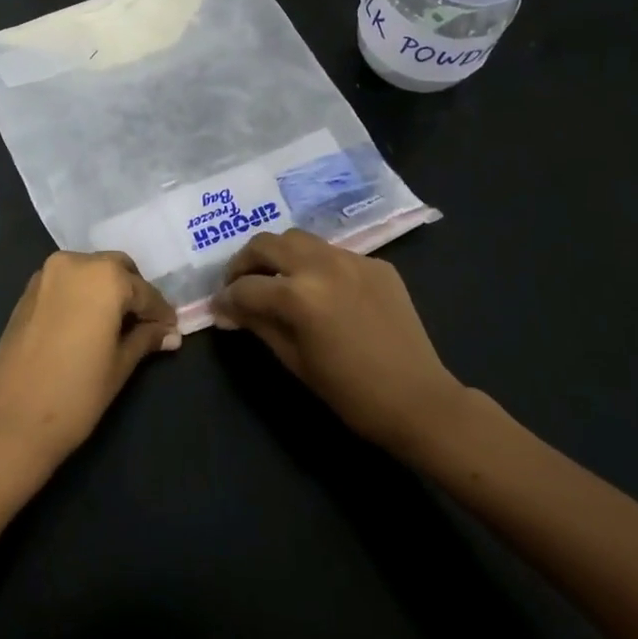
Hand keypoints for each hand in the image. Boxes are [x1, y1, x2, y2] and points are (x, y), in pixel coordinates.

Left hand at [0, 251, 179, 477]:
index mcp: (104, 277)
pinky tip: (88, 323)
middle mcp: (75, 263)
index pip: (144, 292)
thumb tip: (171, 333)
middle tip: (146, 324)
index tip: (173, 329)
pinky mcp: (27, 291)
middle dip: (134, 292)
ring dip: (107, 290)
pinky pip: (66, 282)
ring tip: (118, 325)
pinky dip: (82, 294)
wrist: (11, 421)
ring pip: (89, 271)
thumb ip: (146, 339)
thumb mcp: (120, 365)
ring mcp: (46, 274)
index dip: (161, 312)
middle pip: (116, 269)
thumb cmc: (76, 394)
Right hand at [211, 229, 463, 461]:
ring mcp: (352, 259)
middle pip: (266, 244)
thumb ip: (258, 325)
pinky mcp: (375, 263)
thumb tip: (228, 309)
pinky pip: (333, 253)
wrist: (418, 399)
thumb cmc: (350, 393)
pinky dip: (315, 264)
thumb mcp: (294, 361)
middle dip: (245, 262)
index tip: (219, 307)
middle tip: (240, 284)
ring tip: (276, 278)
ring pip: (299, 238)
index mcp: (299, 295)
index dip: (226, 298)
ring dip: (279, 254)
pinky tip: (320, 290)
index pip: (246, 286)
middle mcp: (322, 265)